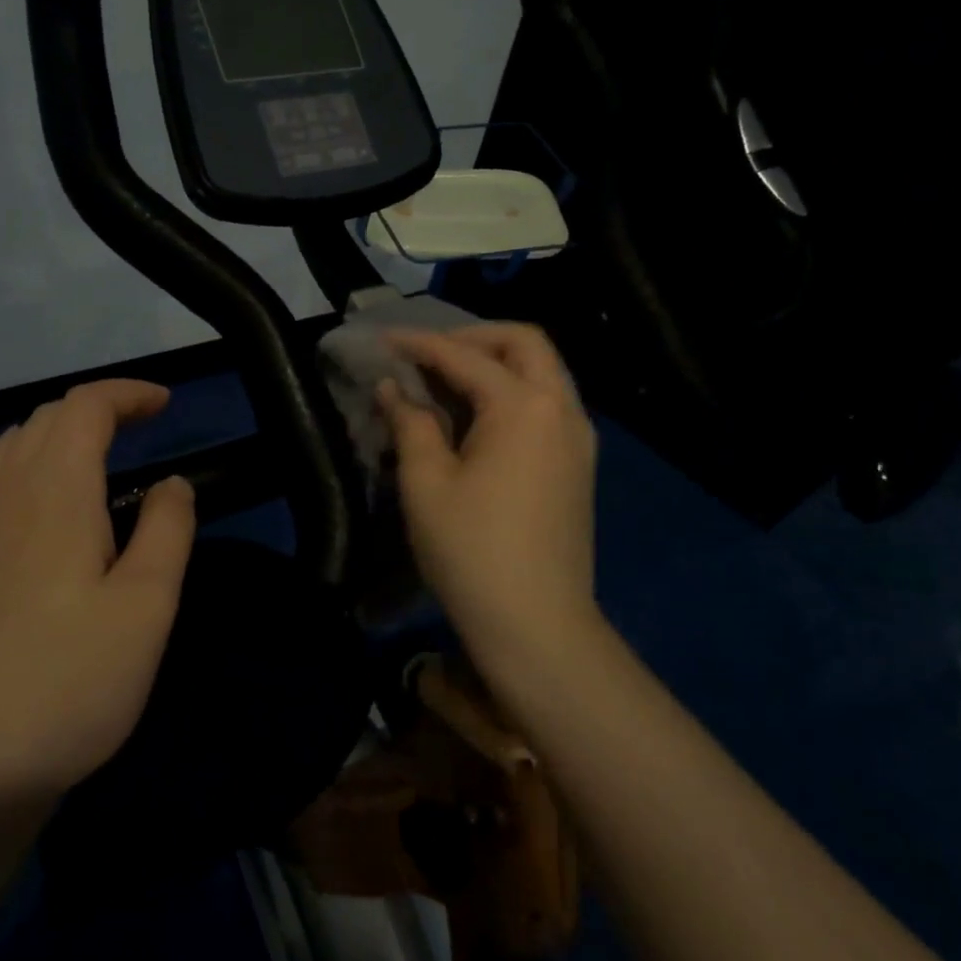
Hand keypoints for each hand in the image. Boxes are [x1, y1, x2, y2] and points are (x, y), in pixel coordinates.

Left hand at [0, 380, 196, 806]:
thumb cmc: (67, 685)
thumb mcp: (147, 608)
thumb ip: (167, 530)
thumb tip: (170, 484)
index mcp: (53, 491)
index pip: (85, 407)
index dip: (128, 394)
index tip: (167, 404)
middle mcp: (0, 494)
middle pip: (45, 419)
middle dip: (97, 410)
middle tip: (142, 432)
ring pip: (10, 450)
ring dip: (58, 437)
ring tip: (97, 464)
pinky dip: (24, 469)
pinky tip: (40, 513)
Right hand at [379, 324, 601, 675]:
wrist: (538, 624)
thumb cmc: (472, 551)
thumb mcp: (426, 483)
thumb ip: (410, 423)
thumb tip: (392, 388)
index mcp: (523, 406)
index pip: (464, 356)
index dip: (419, 344)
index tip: (382, 341)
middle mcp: (561, 408)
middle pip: (524, 342)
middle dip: (473, 336)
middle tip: (428, 353)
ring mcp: (577, 436)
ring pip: (542, 370)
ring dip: (496, 361)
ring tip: (446, 380)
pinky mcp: (578, 463)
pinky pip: (547, 402)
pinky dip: (513, 391)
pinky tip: (477, 416)